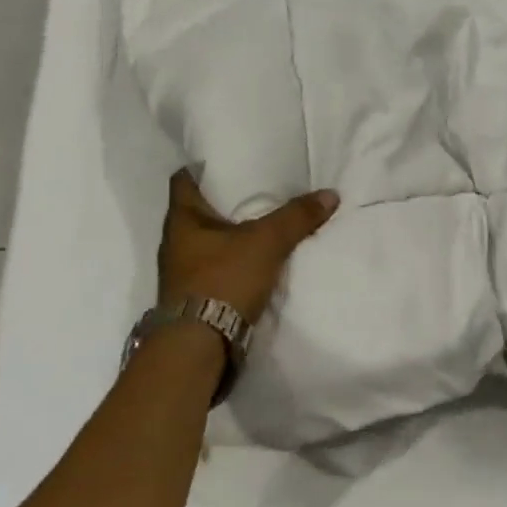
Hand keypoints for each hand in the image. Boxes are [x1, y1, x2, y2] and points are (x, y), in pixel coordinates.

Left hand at [158, 170, 339, 324]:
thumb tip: (330, 194)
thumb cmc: (223, 280)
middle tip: (260, 188)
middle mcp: (175, 242)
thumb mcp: (266, 243)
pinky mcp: (195, 295)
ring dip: (233, 232)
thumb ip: (297, 217)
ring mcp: (183, 271)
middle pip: (200, 210)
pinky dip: (236, 259)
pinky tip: (259, 259)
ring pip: (210, 239)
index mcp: (181, 219)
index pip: (185, 179)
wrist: (199, 346)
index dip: (206, 166)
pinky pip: (217, 265)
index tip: (233, 160)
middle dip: (228, 200)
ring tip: (265, 221)